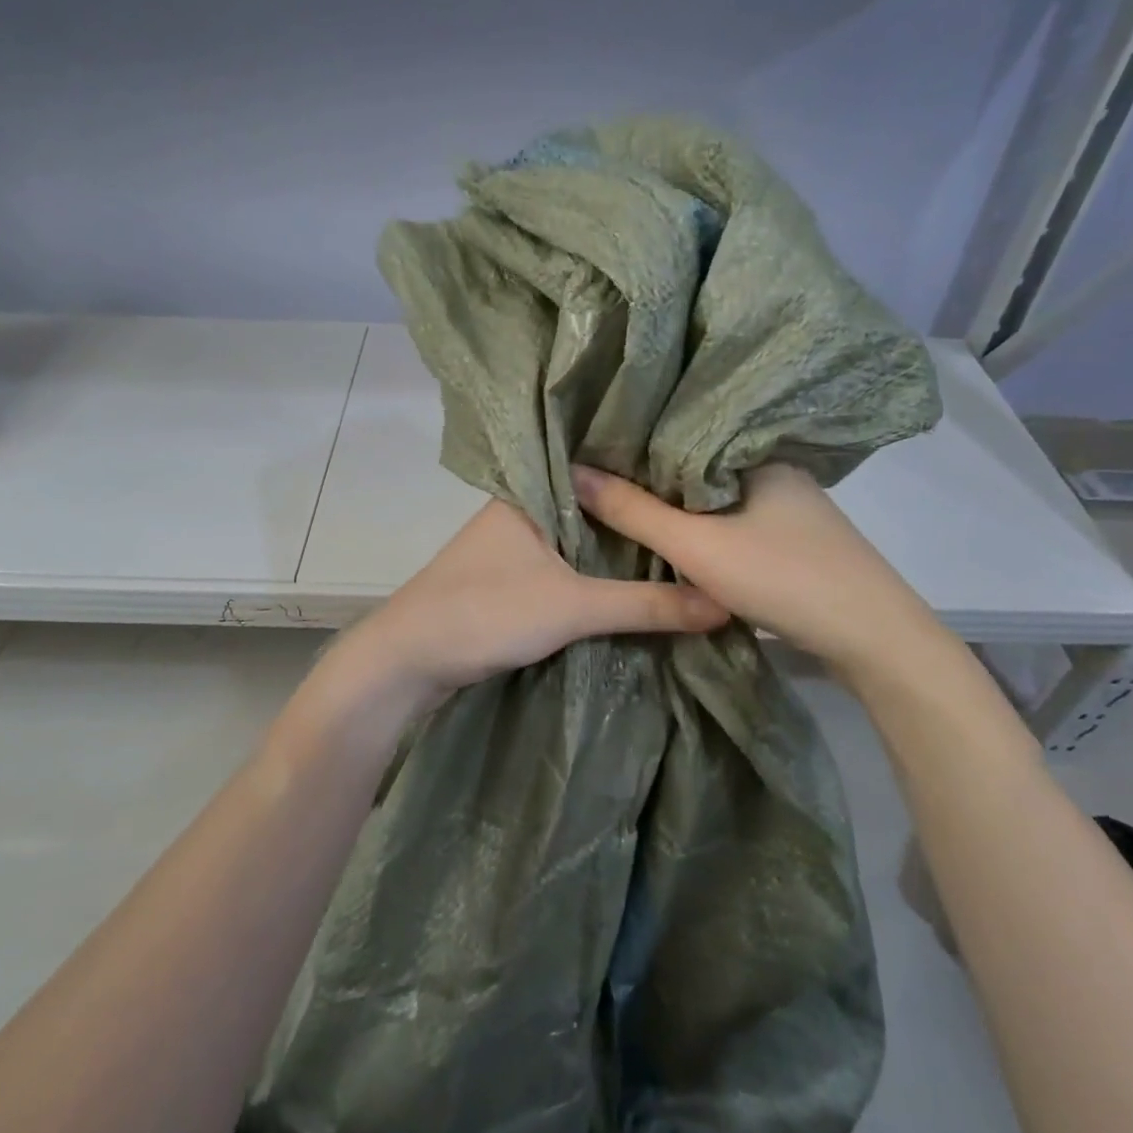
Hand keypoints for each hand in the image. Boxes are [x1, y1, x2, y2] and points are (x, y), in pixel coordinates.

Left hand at [343, 499, 728, 706]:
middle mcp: (521, 509)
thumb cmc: (485, 612)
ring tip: (684, 544)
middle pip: (593, 509)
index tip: (699, 480)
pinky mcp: (511, 579)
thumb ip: (647, 605)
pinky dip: (596, 573)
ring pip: (579, 540)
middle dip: (639, 518)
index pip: (599, 470)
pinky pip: (566, 566)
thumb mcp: (573, 607)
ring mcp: (513, 545)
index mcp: (529, 492)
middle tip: (704, 517)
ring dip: (618, 549)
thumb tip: (725, 603)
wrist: (407, 661)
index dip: (646, 476)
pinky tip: (636, 579)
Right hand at [571, 462, 934, 673]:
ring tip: (625, 502)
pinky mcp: (796, 539)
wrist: (874, 639)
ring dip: (679, 504)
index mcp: (756, 453)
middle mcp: (775, 469)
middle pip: (699, 466)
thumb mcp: (697, 545)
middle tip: (599, 476)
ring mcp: (791, 506)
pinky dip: (704, 526)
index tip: (594, 445)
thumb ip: (634, 511)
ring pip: (717, 497)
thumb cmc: (783, 576)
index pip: (684, 432)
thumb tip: (574, 471)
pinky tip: (677, 534)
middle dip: (653, 475)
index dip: (638, 441)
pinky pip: (734, 520)